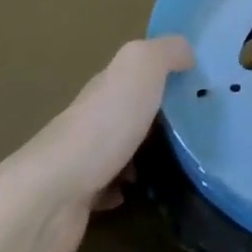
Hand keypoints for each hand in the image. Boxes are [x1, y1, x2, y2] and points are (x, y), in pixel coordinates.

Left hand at [0, 36, 193, 251]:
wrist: (52, 196)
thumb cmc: (103, 125)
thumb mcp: (141, 68)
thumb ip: (166, 52)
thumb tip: (187, 53)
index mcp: (107, 83)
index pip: (138, 71)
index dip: (166, 71)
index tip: (199, 83)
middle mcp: (93, 116)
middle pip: (129, 108)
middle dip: (158, 113)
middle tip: (197, 123)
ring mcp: (83, 159)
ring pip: (120, 147)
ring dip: (144, 151)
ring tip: (178, 158)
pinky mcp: (79, 199)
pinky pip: (109, 187)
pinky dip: (125, 187)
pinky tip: (141, 191)